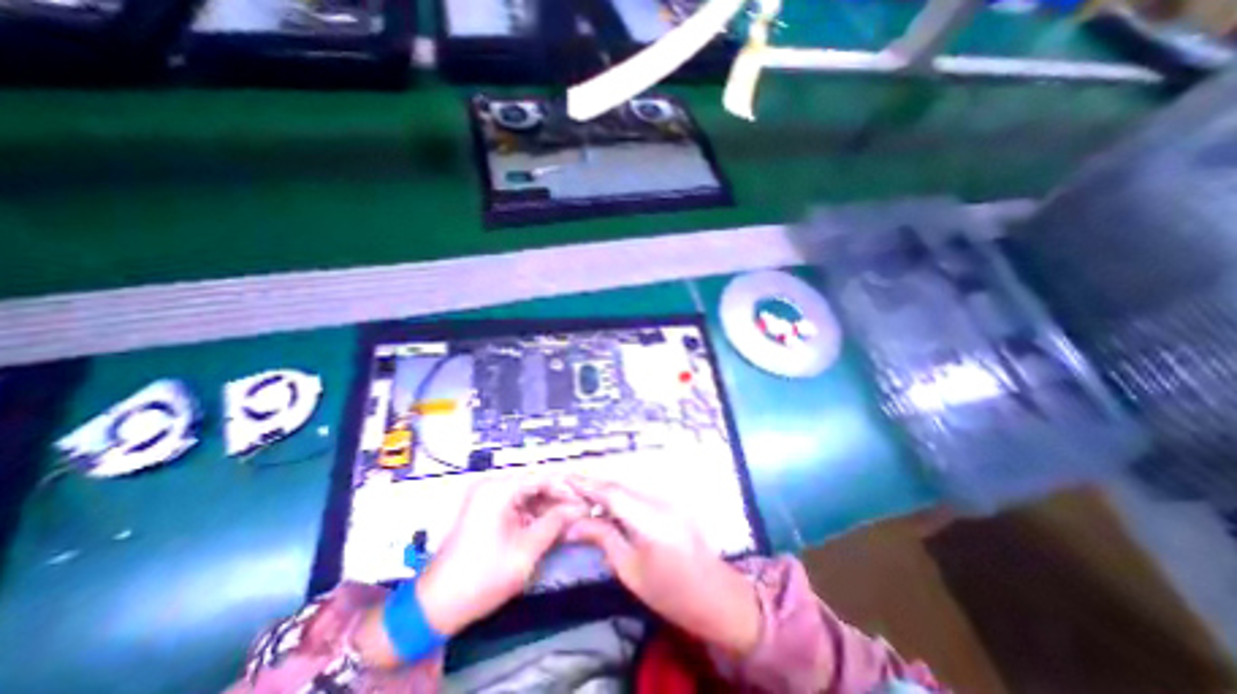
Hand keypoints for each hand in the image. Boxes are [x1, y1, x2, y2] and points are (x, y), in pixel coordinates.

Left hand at [417, 475, 584, 636]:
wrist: (435, 607)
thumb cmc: (482, 576)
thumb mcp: (526, 550)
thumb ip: (555, 523)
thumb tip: (580, 508)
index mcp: (499, 488)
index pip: (543, 477)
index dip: (568, 489)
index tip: (587, 502)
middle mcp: (494, 486)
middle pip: (536, 484)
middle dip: (560, 498)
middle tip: (582, 512)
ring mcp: (489, 498)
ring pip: (529, 495)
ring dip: (549, 507)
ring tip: (572, 519)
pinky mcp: (488, 511)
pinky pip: (519, 505)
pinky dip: (535, 515)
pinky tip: (552, 525)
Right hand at [563, 477, 758, 655]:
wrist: (715, 595)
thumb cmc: (670, 594)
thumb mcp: (630, 571)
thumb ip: (603, 538)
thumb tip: (572, 525)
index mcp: (650, 522)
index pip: (612, 493)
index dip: (587, 485)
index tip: (565, 479)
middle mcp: (660, 502)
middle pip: (620, 484)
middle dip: (594, 482)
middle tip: (569, 484)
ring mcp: (669, 499)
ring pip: (630, 485)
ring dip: (606, 485)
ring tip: (582, 489)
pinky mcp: (672, 501)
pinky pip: (640, 491)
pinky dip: (621, 492)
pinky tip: (607, 498)